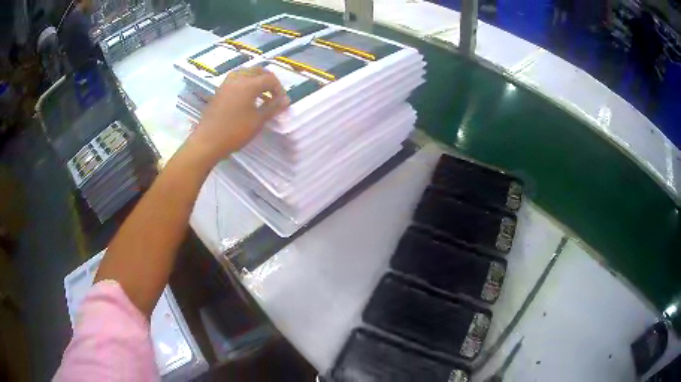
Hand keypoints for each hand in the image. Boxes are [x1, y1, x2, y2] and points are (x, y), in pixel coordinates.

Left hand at [188, 67, 288, 163]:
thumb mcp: (258, 121)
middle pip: (258, 71)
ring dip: (257, 80)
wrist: (207, 141)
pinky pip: (237, 79)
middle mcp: (238, 78)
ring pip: (246, 72)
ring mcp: (227, 83)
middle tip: (274, 95)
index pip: (270, 79)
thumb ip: (273, 107)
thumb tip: (286, 100)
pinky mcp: (220, 90)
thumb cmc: (235, 132)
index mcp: (249, 84)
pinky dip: (246, 83)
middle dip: (269, 80)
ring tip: (261, 95)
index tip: (282, 102)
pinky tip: (247, 98)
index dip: (279, 89)